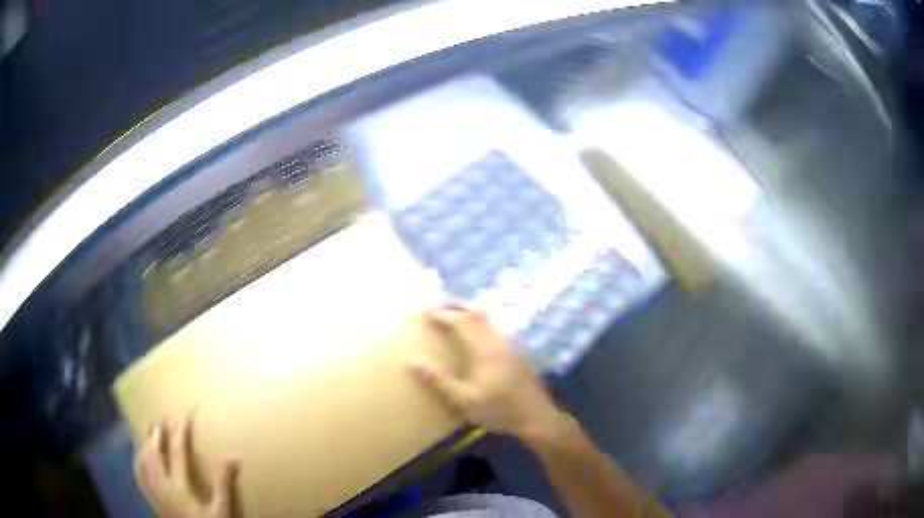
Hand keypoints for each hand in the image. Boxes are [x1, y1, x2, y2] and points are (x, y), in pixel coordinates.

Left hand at [134, 410, 239, 517]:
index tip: (184, 412)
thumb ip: (224, 486)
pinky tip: (140, 451)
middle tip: (166, 412)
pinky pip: (139, 472)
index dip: (180, 430)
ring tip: (151, 426)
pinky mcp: (150, 497)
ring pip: (144, 459)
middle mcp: (161, 485)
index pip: (176, 451)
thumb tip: (235, 458)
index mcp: (178, 487)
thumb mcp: (221, 511)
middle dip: (161, 429)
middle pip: (155, 450)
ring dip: (147, 440)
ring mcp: (153, 491)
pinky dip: (139, 457)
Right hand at [411, 301, 563, 438]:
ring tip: (453, 314)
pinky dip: (480, 322)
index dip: (442, 314)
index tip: (425, 311)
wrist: (535, 417)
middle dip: (456, 304)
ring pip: (488, 318)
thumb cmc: (498, 410)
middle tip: (438, 304)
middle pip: (477, 312)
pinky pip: (494, 327)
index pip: (461, 322)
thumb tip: (413, 362)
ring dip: (469, 311)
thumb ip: (439, 381)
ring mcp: (510, 344)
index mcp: (485, 349)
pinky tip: (475, 334)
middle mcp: (498, 340)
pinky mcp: (517, 351)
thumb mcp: (464, 401)